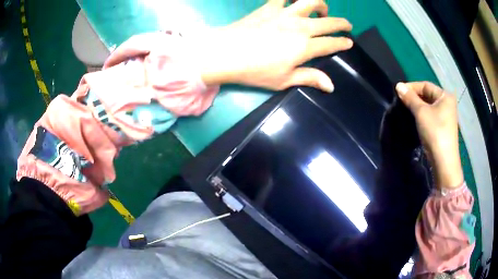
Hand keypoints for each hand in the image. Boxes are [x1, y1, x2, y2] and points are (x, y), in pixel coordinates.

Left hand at [200, 0, 352, 92]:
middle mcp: (300, 26)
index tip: (349, 42)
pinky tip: (292, 0)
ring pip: (310, 1)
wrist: (226, 53)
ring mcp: (284, 13)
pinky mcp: (269, 7)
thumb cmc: (255, 71)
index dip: (343, 42)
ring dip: (321, 4)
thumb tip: (331, 86)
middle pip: (328, 21)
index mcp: (305, 46)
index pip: (331, 43)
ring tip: (322, 10)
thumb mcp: (284, 80)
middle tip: (347, 25)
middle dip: (342, 23)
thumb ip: (309, 78)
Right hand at [396, 82, 462, 188]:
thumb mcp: (421, 112)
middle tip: (401, 100)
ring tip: (406, 108)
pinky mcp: (443, 126)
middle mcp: (447, 103)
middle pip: (428, 95)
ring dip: (418, 106)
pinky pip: (431, 115)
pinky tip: (415, 118)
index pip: (426, 85)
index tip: (399, 91)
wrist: (443, 160)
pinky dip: (423, 114)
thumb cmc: (435, 131)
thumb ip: (410, 98)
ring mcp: (446, 116)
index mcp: (445, 96)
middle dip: (415, 97)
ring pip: (429, 106)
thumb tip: (398, 85)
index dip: (412, 87)